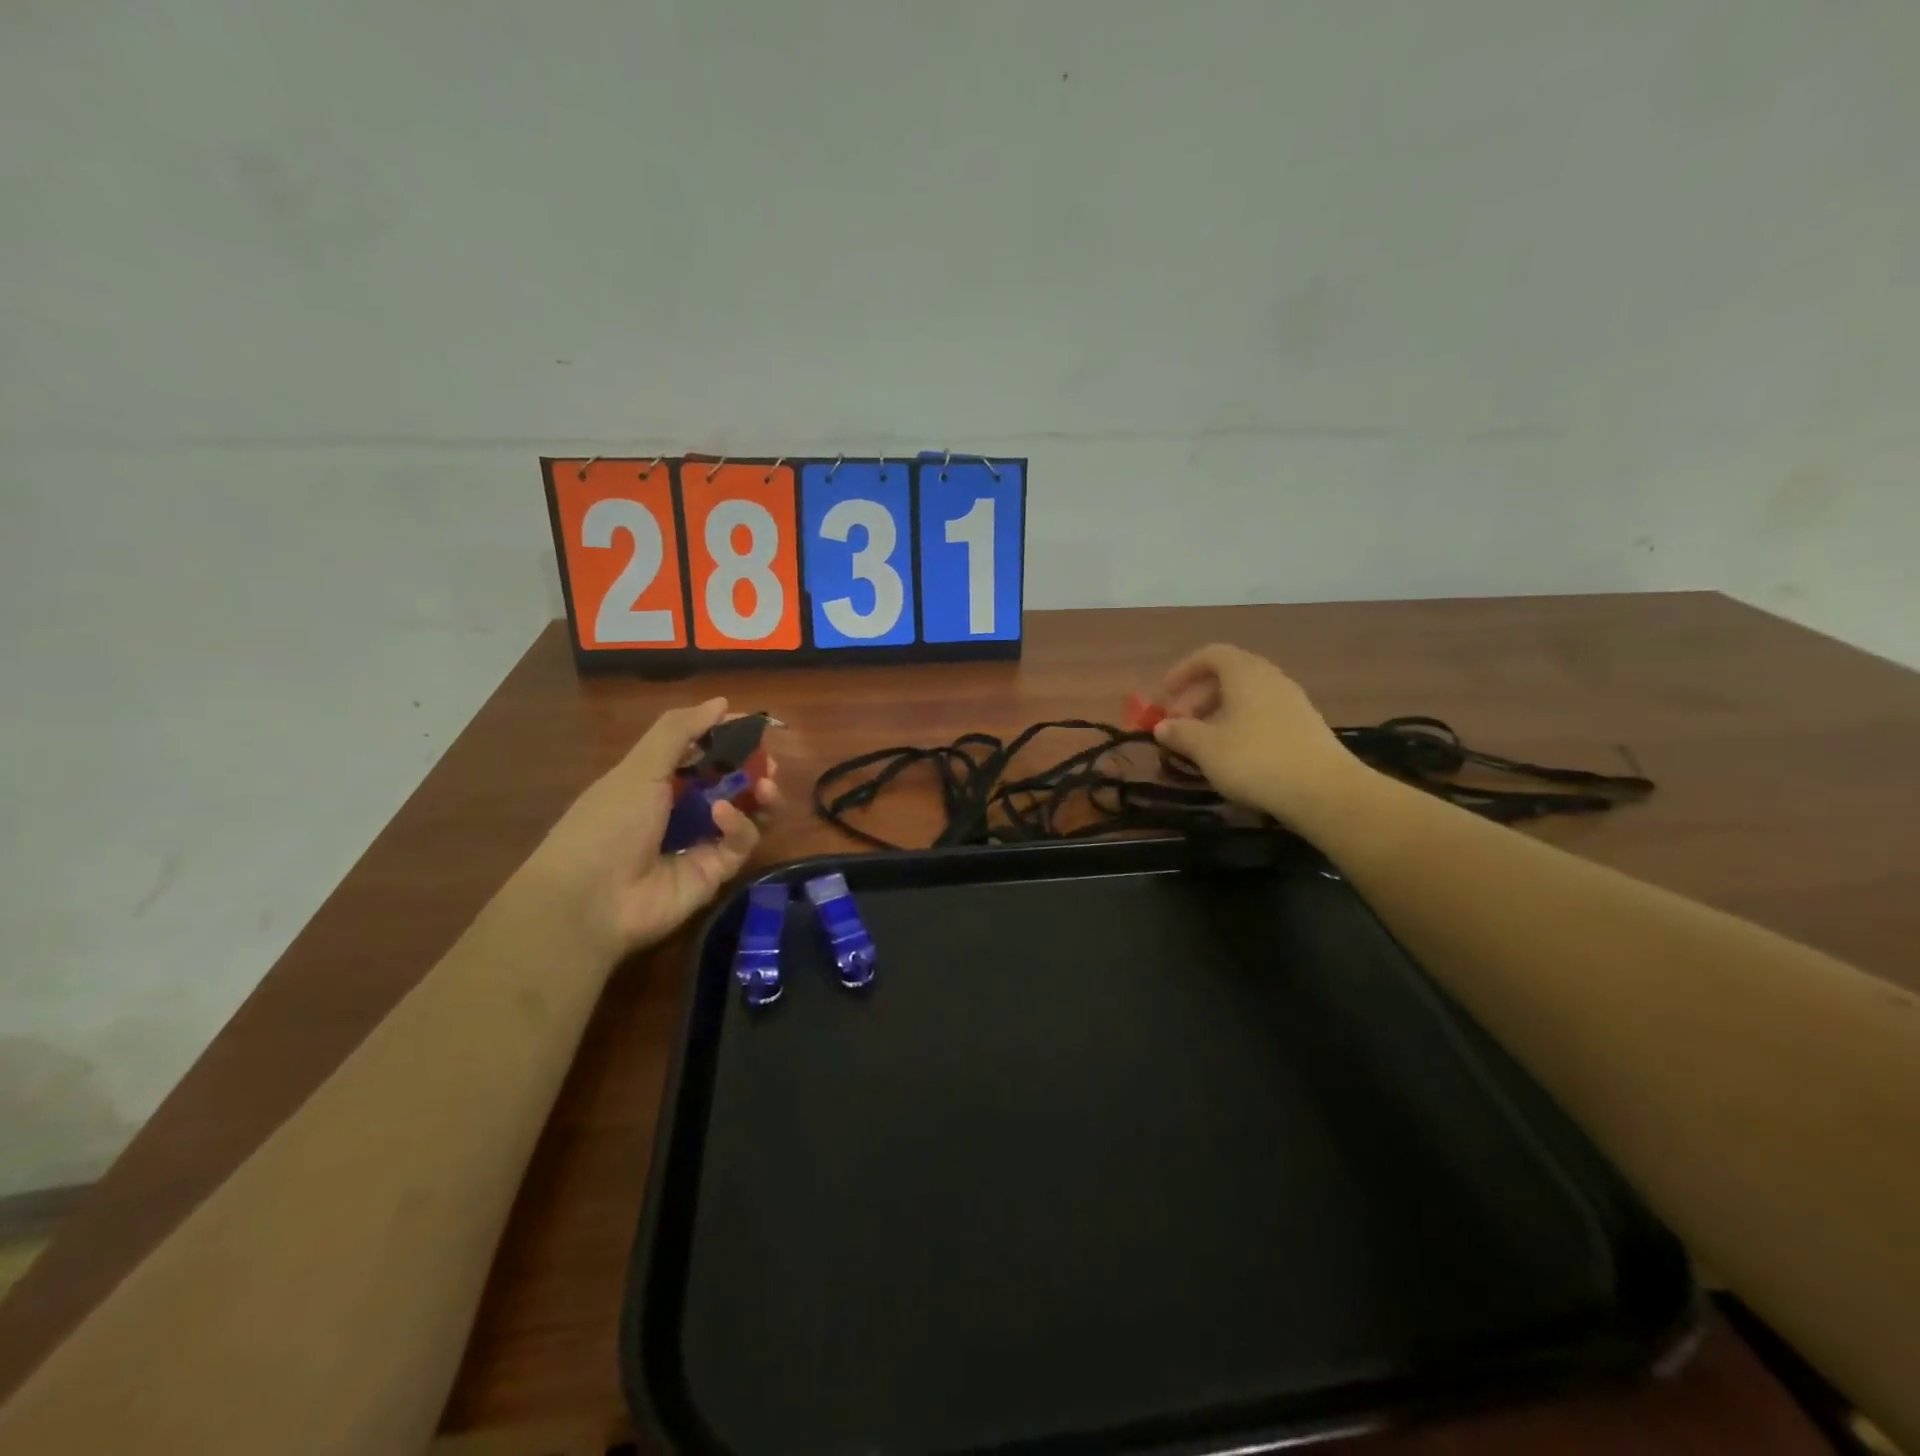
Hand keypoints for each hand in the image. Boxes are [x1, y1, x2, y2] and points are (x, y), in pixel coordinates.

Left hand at [529, 698, 780, 960]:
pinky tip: (722, 817)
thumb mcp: (639, 767)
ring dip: (759, 795)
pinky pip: (740, 843)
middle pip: (730, 783)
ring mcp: (701, 841)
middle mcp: (682, 809)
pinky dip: (738, 825)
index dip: (728, 737)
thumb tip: (721, 701)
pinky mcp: (716, 871)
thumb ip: (680, 731)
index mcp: (658, 780)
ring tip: (765, 785)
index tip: (755, 725)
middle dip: (753, 769)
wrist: (590, 900)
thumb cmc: (608, 822)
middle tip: (769, 763)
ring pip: (745, 812)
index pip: (702, 751)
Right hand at [1153, 644, 1362, 831]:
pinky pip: (1261, 716)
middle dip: (1196, 699)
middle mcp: (1270, 679)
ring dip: (1216, 716)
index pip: (1210, 655)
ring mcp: (1292, 703)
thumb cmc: (1255, 759)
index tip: (1163, 696)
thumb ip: (1180, 733)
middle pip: (1227, 677)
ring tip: (1200, 745)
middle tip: (1177, 727)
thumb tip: (1162, 726)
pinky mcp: (1304, 728)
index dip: (1183, 671)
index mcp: (1245, 673)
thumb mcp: (1206, 748)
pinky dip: (1239, 728)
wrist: (1323, 792)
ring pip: (1245, 699)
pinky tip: (1230, 756)